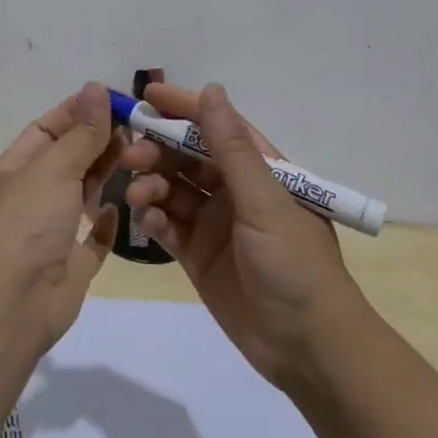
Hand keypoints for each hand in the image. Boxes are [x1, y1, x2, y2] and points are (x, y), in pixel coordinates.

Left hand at [0, 81, 122, 341]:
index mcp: (15, 169)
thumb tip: (96, 87)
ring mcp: (50, 232)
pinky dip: (106, 223)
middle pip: (68, 159)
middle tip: (139, 125)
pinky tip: (124, 207)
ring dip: (106, 174)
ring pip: (82, 194)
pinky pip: (92, 239)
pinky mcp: (71, 264)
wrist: (12, 303)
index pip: (47, 129)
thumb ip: (81, 132)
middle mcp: (31, 197)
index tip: (115, 98)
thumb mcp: (53, 167)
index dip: (78, 111)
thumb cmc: (26, 223)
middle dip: (98, 140)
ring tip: (141, 153)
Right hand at [121, 83, 364, 389]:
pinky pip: (168, 227)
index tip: (146, 95)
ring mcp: (215, 224)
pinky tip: (147, 221)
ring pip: (173, 190)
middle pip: (187, 157)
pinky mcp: (198, 256)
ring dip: (152, 185)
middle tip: (130, 154)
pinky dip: (154, 219)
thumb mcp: (264, 200)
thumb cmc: (295, 263)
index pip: (217, 127)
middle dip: (158, 150)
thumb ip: (231, 148)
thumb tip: (212, 90)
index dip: (183, 108)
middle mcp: (235, 191)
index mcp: (261, 170)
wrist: (307, 347)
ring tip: (137, 194)